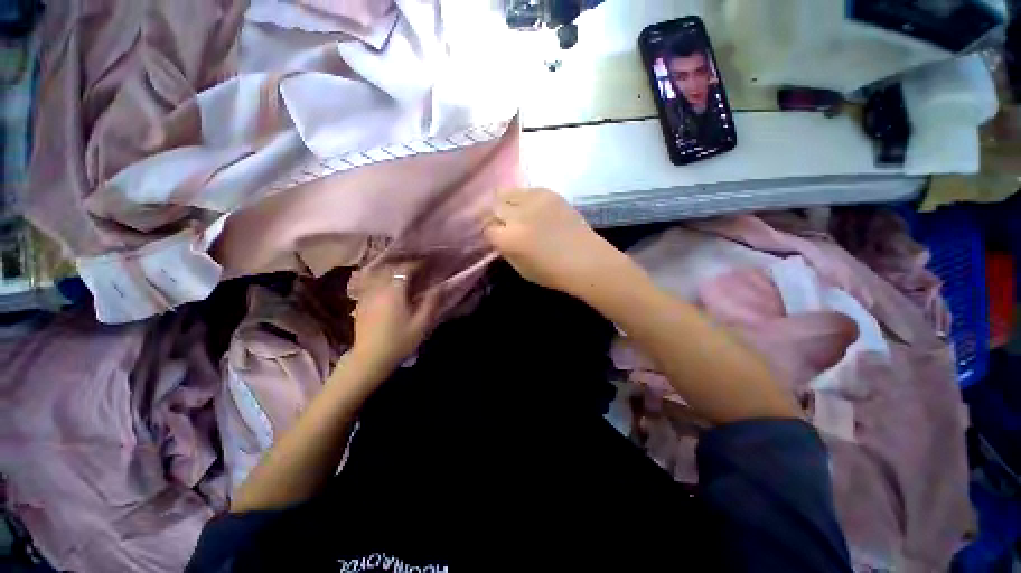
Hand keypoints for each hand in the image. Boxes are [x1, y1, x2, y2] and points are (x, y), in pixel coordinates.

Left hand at [349, 263, 439, 373]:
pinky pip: (369, 282)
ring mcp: (367, 295)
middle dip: (403, 264)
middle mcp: (378, 289)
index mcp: (394, 292)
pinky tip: (385, 284)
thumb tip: (440, 285)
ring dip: (390, 269)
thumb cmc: (399, 341)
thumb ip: (431, 302)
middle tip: (416, 267)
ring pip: (377, 273)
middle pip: (389, 268)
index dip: (417, 264)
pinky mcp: (361, 303)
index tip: (427, 263)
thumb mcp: (421, 324)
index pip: (405, 269)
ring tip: (401, 273)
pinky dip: (379, 278)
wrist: (370, 358)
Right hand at [483, 188, 630, 295]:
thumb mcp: (521, 269)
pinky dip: (525, 199)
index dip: (491, 233)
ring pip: (507, 192)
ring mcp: (534, 201)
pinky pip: (527, 190)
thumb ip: (505, 250)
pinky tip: (534, 209)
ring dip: (508, 203)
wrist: (586, 260)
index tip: (497, 236)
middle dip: (496, 216)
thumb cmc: (552, 272)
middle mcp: (517, 216)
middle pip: (494, 206)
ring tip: (517, 213)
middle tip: (505, 224)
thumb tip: (499, 236)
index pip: (487, 228)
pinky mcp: (549, 193)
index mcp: (509, 239)